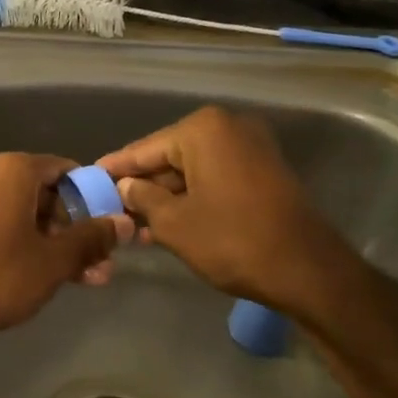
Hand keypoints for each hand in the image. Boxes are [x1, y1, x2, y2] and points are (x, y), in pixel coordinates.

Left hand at [0, 153, 131, 338]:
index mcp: (13, 171)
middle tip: (104, 257)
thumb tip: (124, 222)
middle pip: (49, 195)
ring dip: (61, 242)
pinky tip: (60, 275)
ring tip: (91, 276)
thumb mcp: (56, 258)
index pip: (66, 170)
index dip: (93, 196)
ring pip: (31, 215)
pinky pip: (11, 226)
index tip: (111, 222)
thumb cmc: (2, 274)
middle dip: (79, 227)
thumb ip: (92, 237)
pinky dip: (34, 244)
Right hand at [96, 106, 359, 319]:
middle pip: (169, 156)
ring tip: (136, 225)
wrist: (307, 270)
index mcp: (203, 130)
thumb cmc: (232, 240)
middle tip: (112, 208)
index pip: (145, 148)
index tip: (89, 177)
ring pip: (193, 169)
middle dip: (143, 186)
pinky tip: (168, 223)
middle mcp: (228, 127)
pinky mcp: (264, 170)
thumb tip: (126, 186)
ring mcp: (251, 147)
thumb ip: (142, 198)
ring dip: (166, 196)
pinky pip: (215, 177)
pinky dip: (193, 197)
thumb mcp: (174, 223)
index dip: (115, 167)